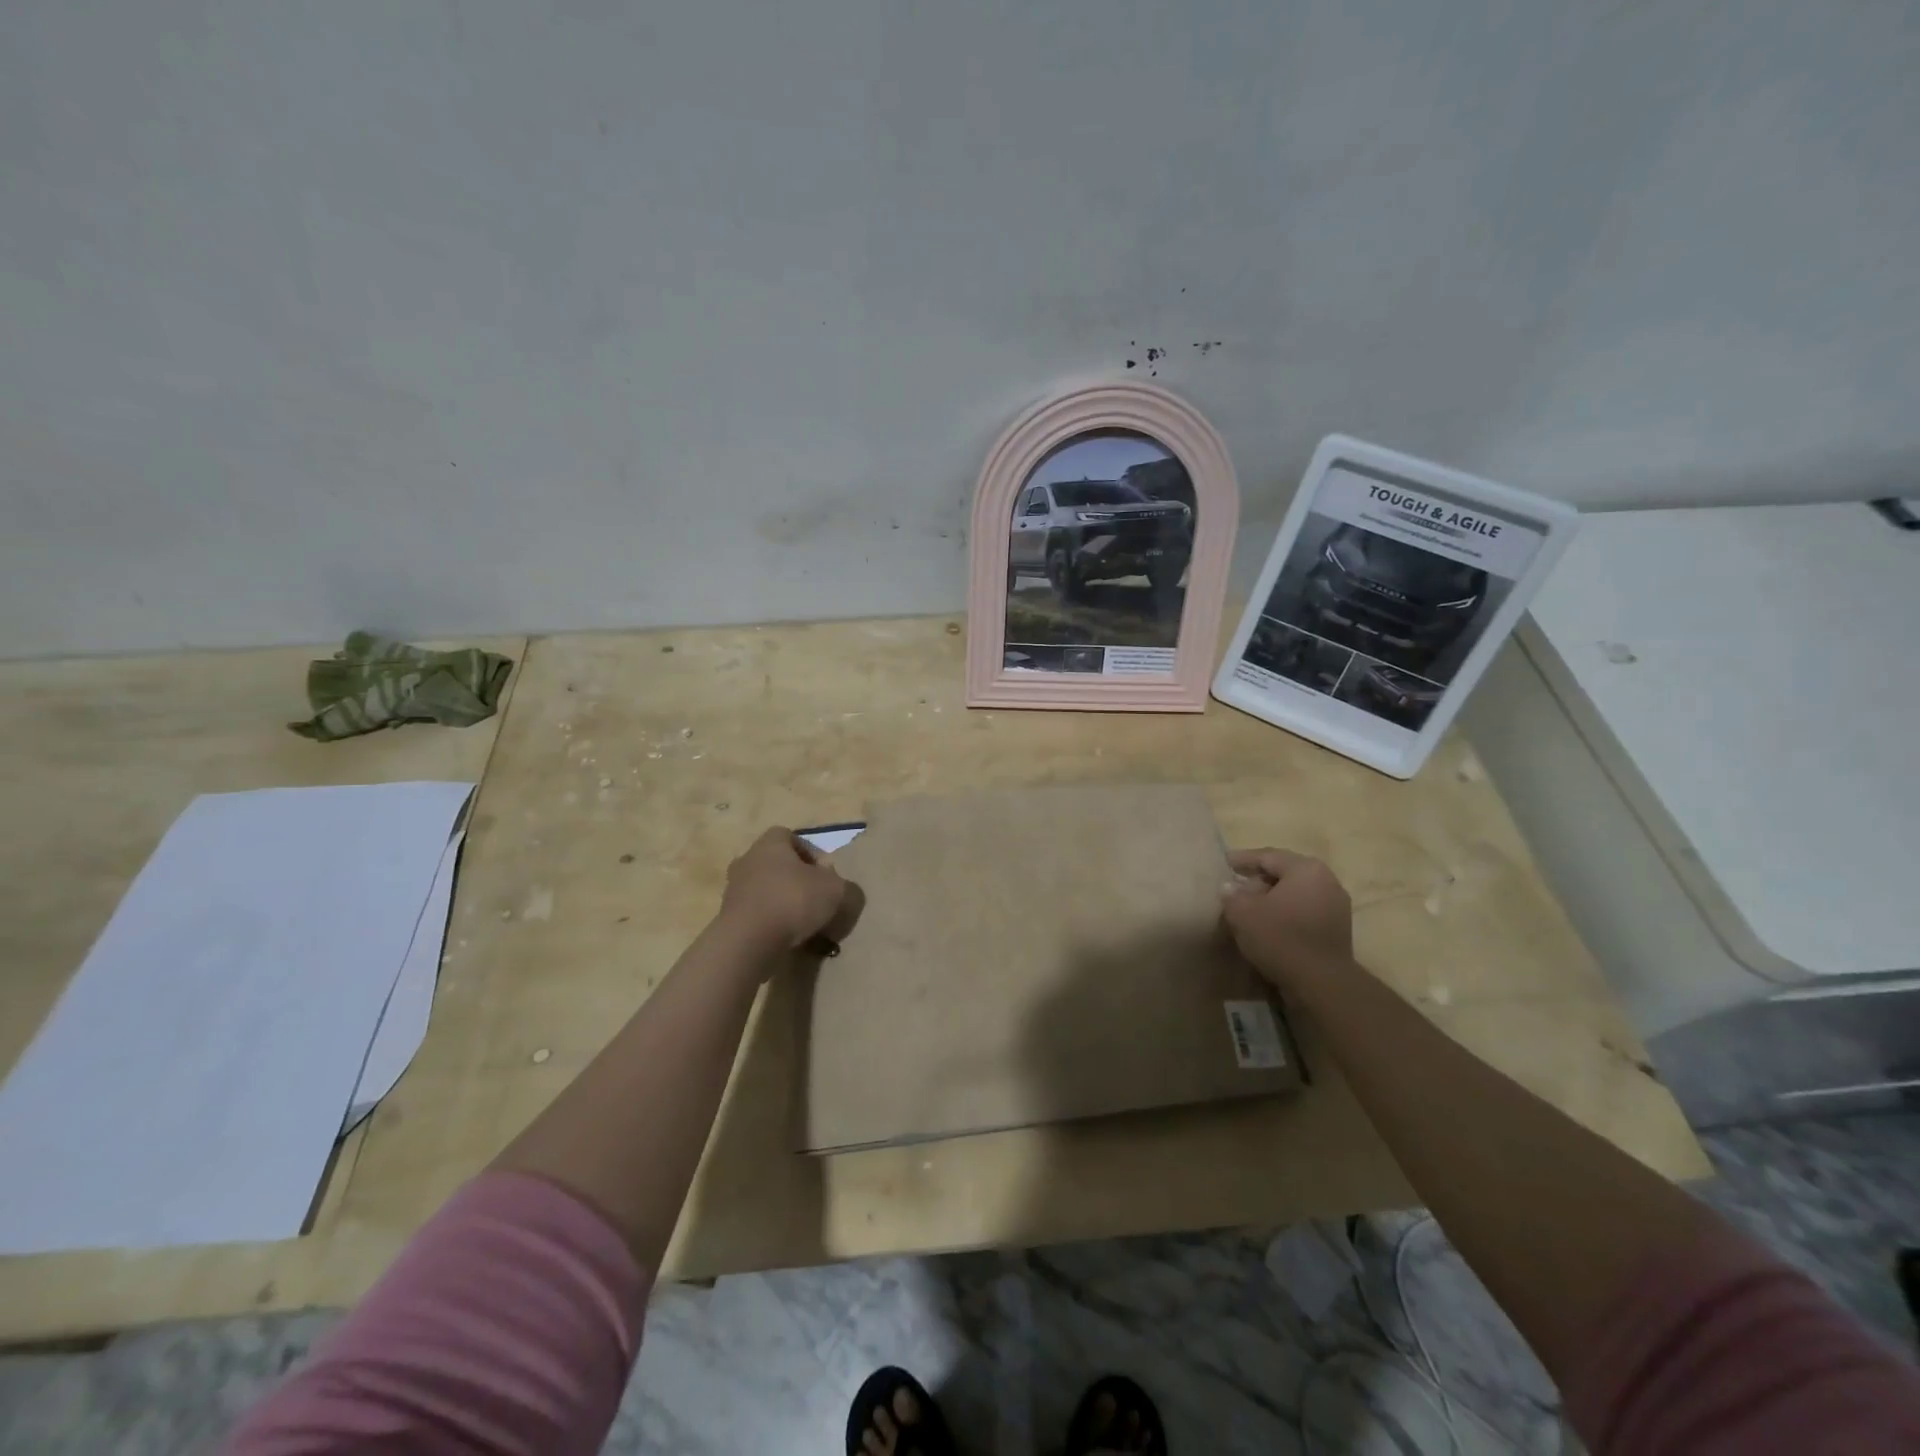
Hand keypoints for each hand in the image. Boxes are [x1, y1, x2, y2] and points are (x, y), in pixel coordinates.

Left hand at [718, 826, 858, 955]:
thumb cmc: (793, 901)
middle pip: (776, 864)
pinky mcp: (728, 918)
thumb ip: (846, 887)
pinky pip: (756, 915)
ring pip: (765, 890)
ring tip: (804, 923)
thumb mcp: (836, 890)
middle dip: (796, 879)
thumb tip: (843, 890)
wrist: (749, 942)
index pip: (790, 836)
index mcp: (770, 844)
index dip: (810, 852)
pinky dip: (771, 923)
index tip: (825, 874)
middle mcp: (747, 860)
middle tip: (816, 897)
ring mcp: (733, 890)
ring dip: (783, 902)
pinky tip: (787, 939)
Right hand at [1221, 847, 1353, 989]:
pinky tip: (1270, 924)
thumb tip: (1229, 887)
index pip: (1268, 856)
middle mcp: (1326, 880)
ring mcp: (1336, 905)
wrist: (1322, 983)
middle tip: (1236, 886)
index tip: (1224, 862)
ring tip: (1250, 907)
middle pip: (1285, 873)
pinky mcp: (1338, 928)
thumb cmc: (1280, 937)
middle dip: (1259, 879)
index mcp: (1305, 868)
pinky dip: (1286, 912)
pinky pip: (1305, 910)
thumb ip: (1232, 895)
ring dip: (1273, 897)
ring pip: (1296, 893)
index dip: (1243, 859)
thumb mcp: (1243, 913)